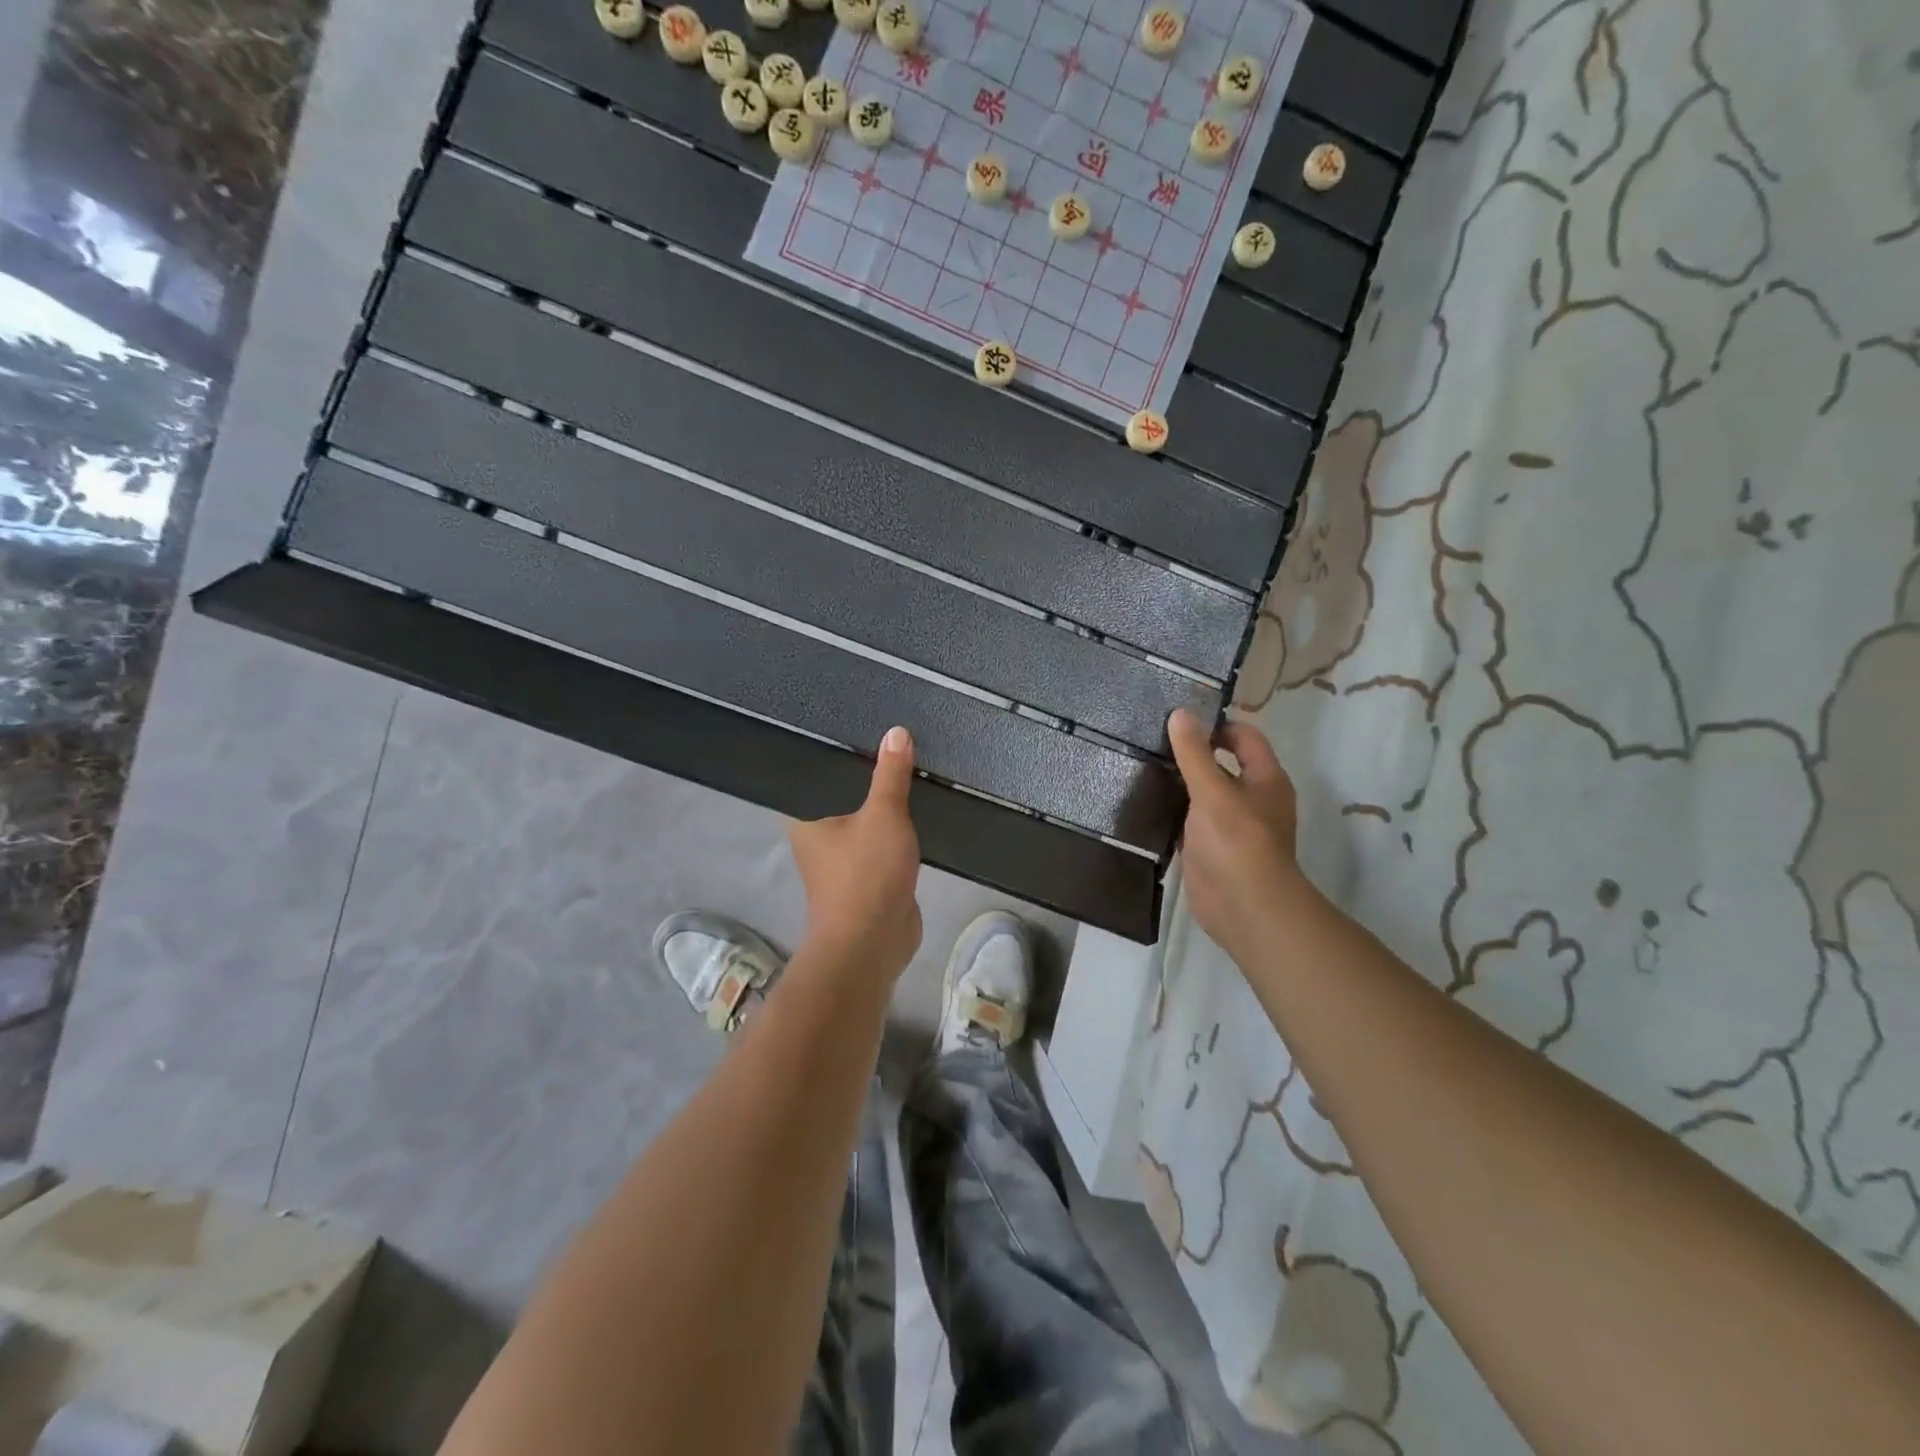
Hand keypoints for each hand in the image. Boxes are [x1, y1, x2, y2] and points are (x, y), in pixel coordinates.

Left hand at [789, 726, 923, 977]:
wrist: (874, 942)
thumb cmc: (866, 874)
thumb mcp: (884, 814)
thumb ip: (891, 774)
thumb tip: (897, 732)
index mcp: (804, 817)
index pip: (813, 774)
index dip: (832, 751)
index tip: (852, 725)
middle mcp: (817, 836)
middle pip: (842, 794)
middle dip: (866, 775)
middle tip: (890, 737)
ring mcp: (843, 859)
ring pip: (865, 819)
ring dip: (883, 803)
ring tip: (907, 764)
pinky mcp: (869, 876)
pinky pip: (883, 841)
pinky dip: (897, 828)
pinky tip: (916, 805)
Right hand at [1167, 709, 1307, 962]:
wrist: (1244, 909)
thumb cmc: (1237, 843)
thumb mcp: (1213, 791)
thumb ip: (1194, 754)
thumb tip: (1180, 713)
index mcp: (1265, 779)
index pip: (1244, 736)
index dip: (1216, 724)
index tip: (1178, 719)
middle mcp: (1250, 798)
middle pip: (1220, 763)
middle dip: (1190, 752)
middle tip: (1150, 739)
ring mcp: (1228, 825)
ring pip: (1201, 793)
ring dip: (1177, 782)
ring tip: (1140, 763)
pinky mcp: (1208, 847)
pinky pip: (1187, 820)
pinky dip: (1170, 810)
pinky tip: (1142, 801)